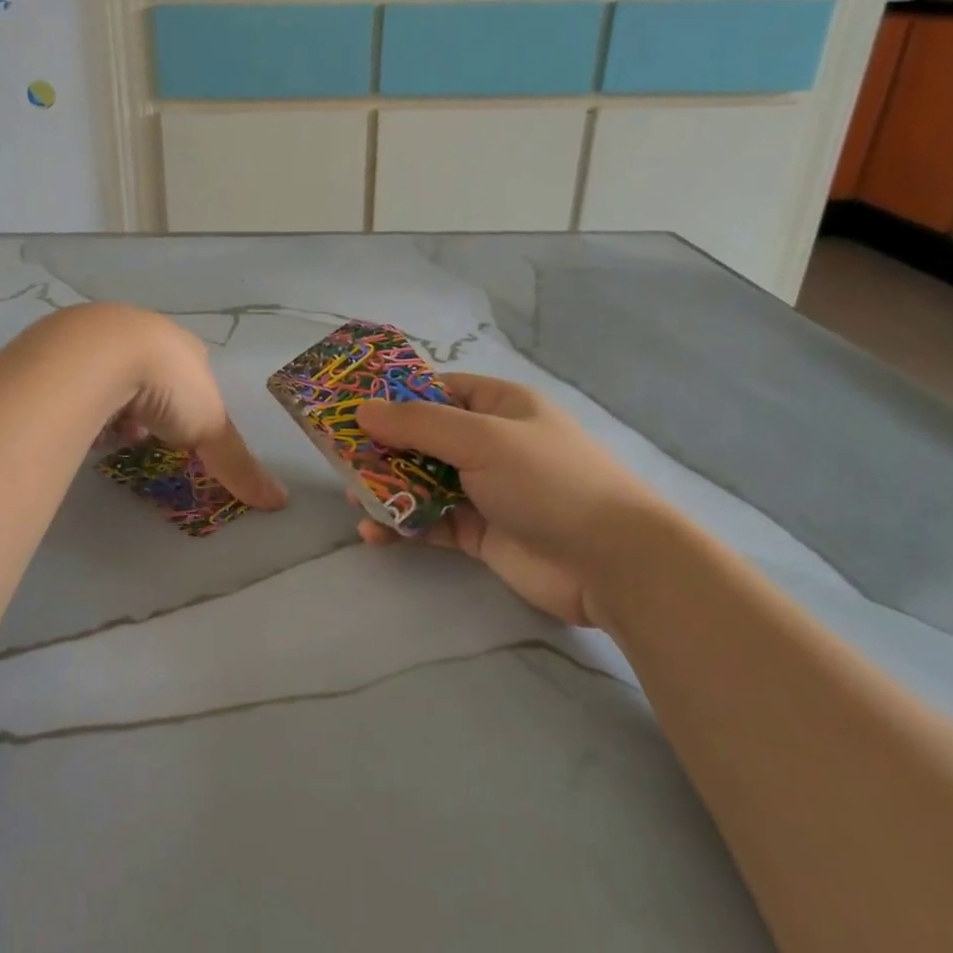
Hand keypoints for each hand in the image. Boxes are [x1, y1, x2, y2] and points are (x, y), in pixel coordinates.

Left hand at [71, 303, 287, 510]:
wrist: (100, 353)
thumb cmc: (167, 386)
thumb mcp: (211, 426)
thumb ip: (238, 463)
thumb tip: (281, 501)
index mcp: (181, 347)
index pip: (189, 377)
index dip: (183, 408)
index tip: (174, 434)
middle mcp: (142, 332)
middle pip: (147, 377)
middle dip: (145, 409)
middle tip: (138, 434)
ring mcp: (99, 334)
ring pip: (109, 376)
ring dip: (111, 406)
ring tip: (105, 431)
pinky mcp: (60, 344)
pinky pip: (74, 377)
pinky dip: (79, 400)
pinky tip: (78, 418)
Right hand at [355, 374, 664, 626]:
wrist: (611, 562)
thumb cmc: (547, 480)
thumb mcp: (481, 439)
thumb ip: (418, 424)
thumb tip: (363, 410)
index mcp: (498, 406)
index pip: (437, 391)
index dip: (394, 397)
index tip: (350, 408)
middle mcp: (490, 443)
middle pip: (423, 438)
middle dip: (383, 447)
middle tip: (340, 458)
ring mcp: (485, 489)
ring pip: (423, 481)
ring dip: (388, 488)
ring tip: (353, 498)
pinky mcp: (481, 532)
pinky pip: (432, 521)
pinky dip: (404, 525)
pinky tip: (375, 533)